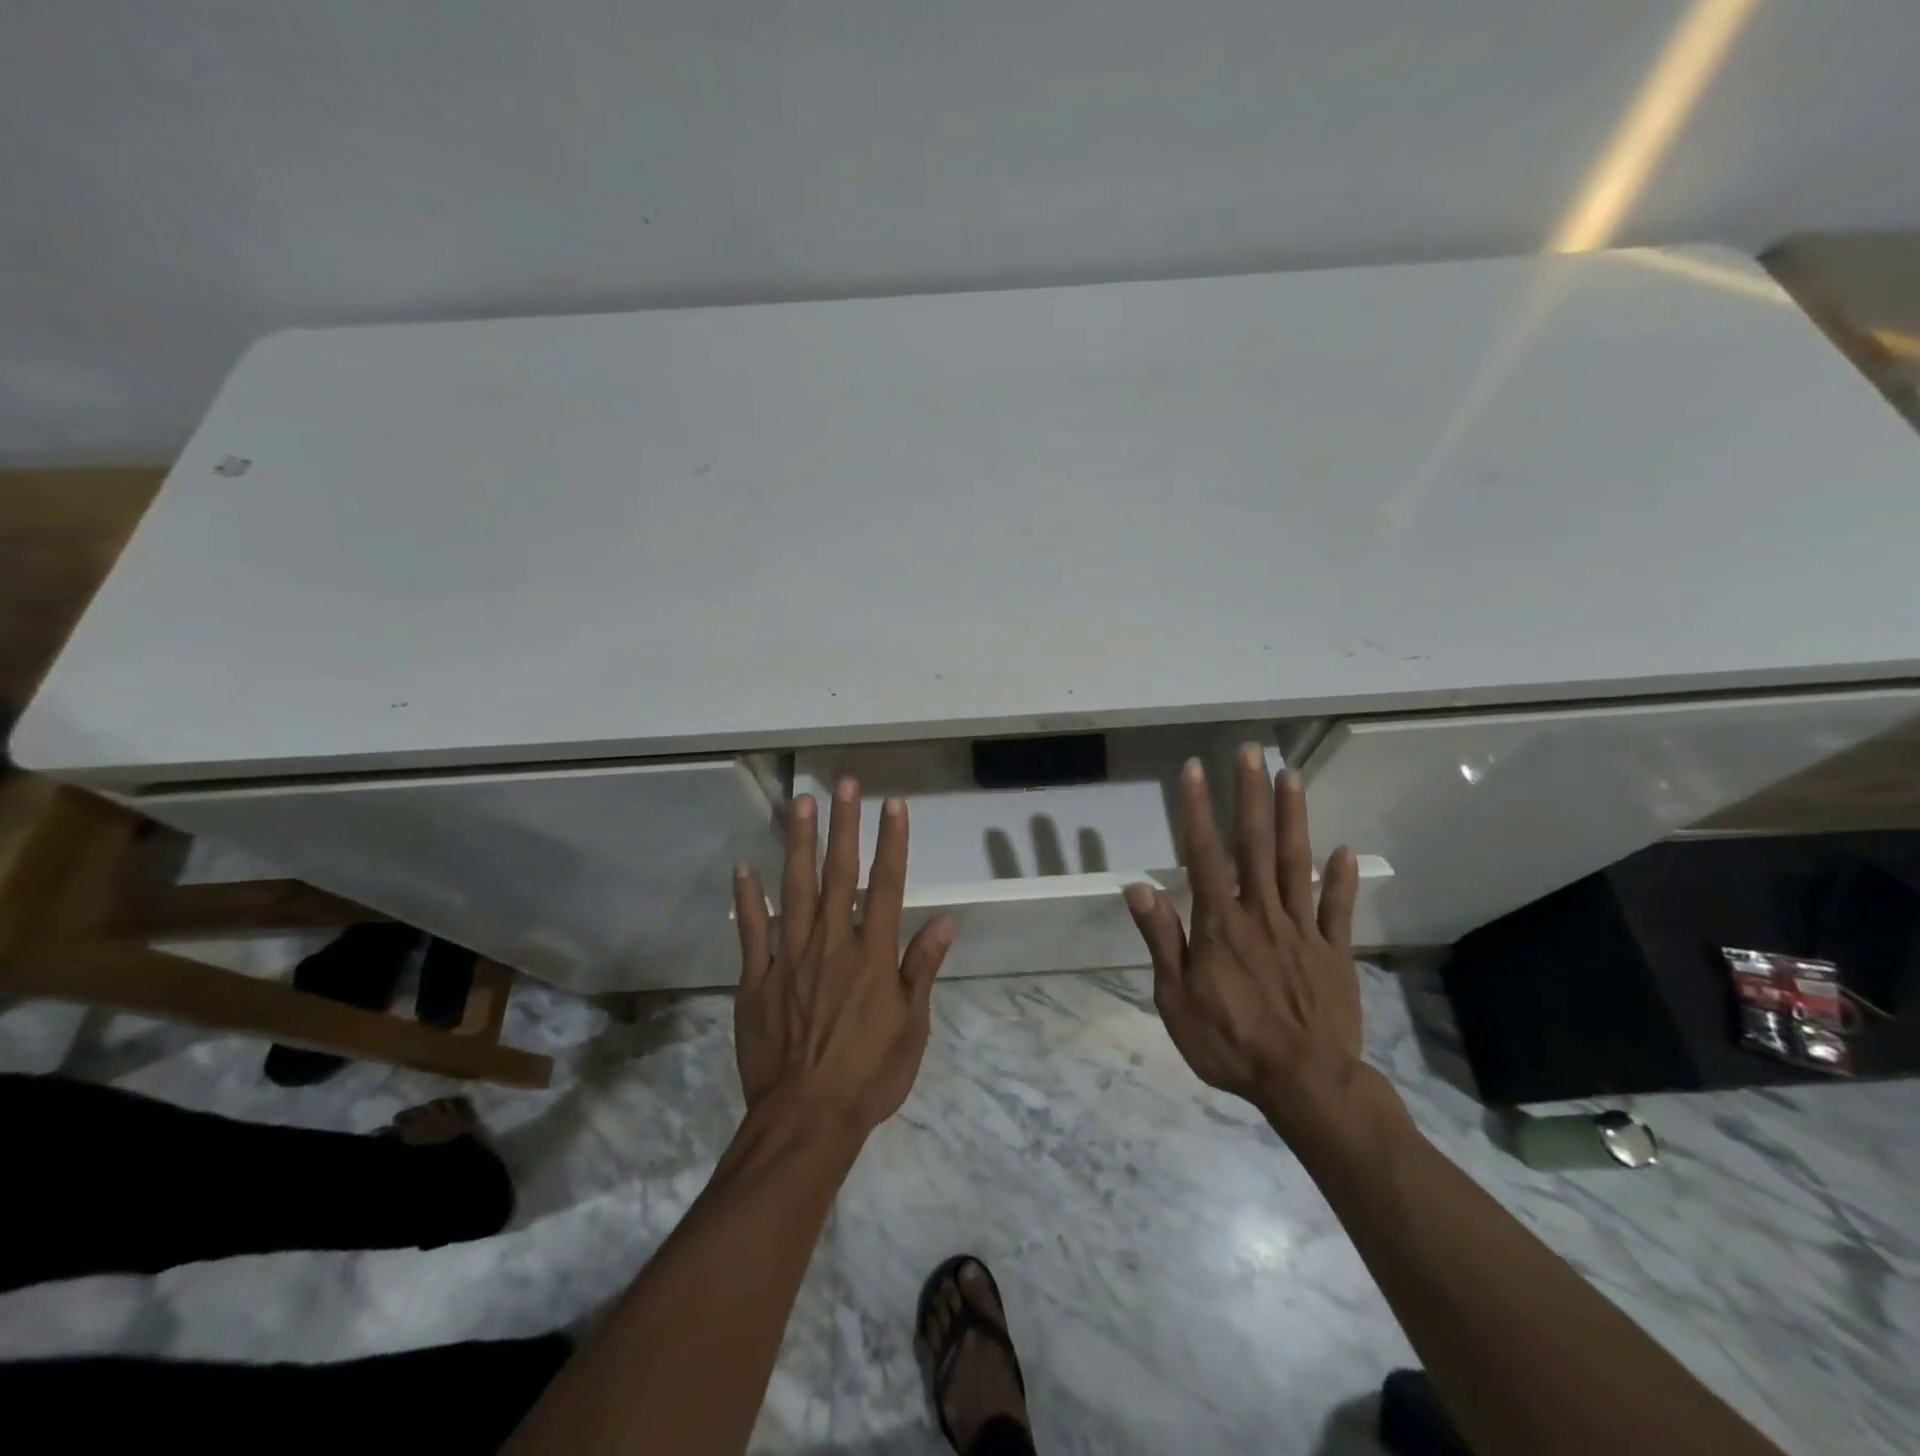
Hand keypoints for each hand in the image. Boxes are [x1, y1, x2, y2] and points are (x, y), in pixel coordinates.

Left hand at [733, 779, 957, 1136]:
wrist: (806, 1120)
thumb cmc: (869, 1076)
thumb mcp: (911, 1027)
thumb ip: (922, 967)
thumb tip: (946, 919)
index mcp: (872, 955)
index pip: (887, 886)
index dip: (892, 842)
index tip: (893, 804)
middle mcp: (832, 944)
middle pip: (839, 874)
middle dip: (844, 825)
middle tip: (843, 783)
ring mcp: (790, 958)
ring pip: (794, 889)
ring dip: (798, 843)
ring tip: (800, 803)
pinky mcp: (756, 979)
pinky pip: (752, 931)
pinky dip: (747, 899)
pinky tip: (744, 866)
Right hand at [1123, 748, 1368, 1137]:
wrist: (1306, 1085)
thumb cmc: (1230, 1043)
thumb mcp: (1176, 999)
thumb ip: (1162, 939)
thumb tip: (1139, 887)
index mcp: (1220, 924)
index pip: (1203, 853)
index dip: (1195, 809)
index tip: (1193, 770)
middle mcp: (1261, 913)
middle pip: (1254, 844)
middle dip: (1249, 794)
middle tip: (1251, 751)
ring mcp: (1303, 929)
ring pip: (1296, 863)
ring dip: (1293, 817)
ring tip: (1291, 776)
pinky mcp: (1334, 951)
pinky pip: (1338, 909)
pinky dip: (1342, 878)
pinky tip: (1345, 849)